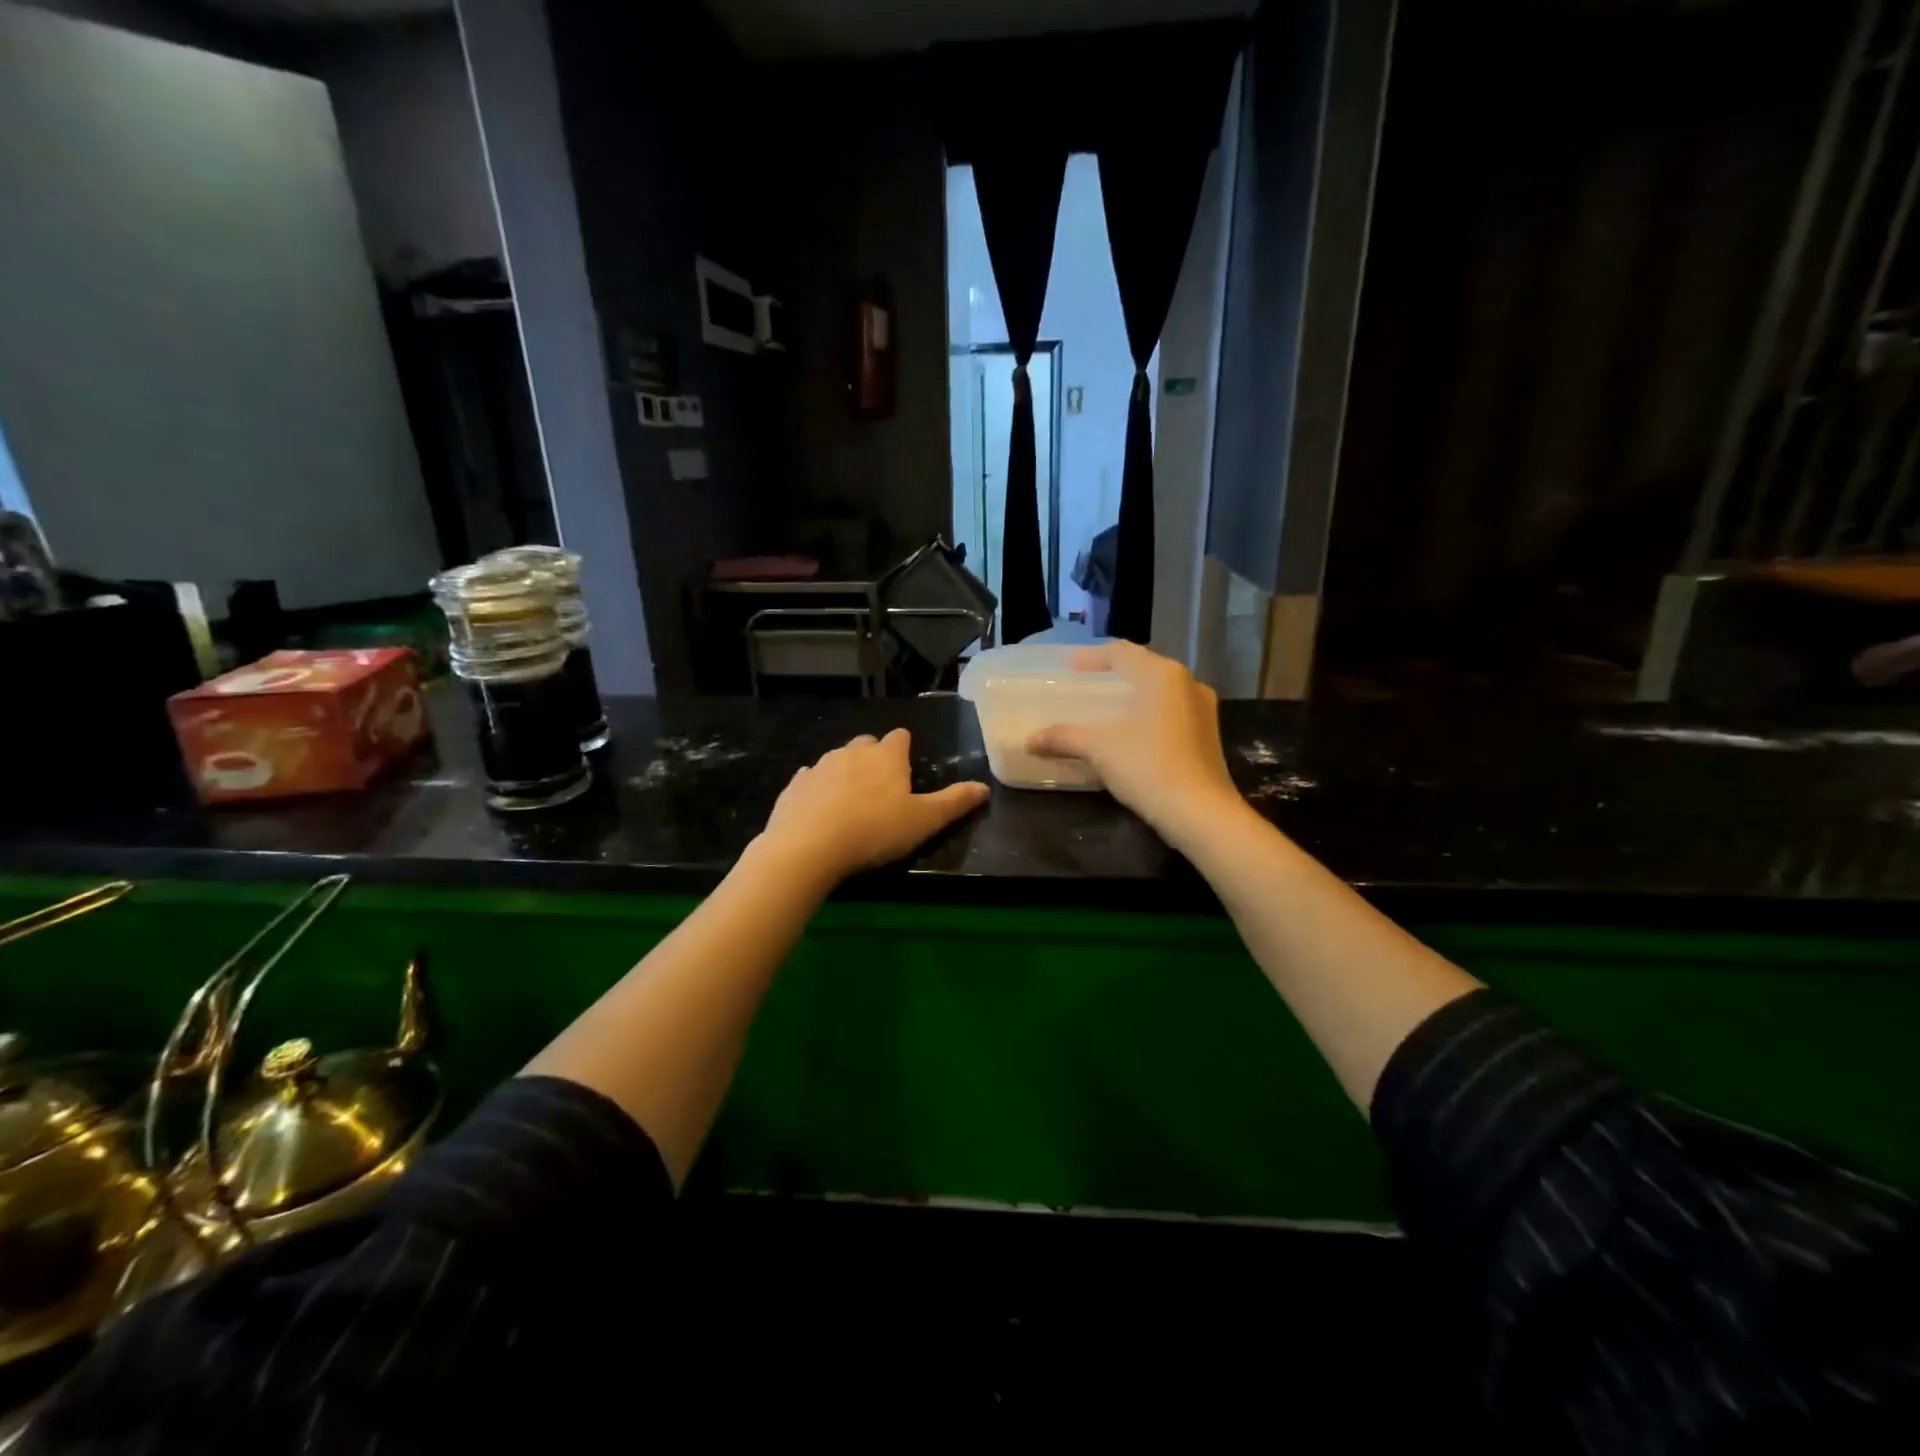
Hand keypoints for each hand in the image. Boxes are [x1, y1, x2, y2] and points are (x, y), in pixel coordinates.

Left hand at [758, 729, 989, 882]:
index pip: (900, 737)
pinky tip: (820, 810)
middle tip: (882, 789)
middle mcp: (852, 752)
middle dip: (874, 758)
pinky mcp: (794, 785)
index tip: (907, 769)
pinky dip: (818, 789)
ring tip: (851, 803)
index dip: (905, 749)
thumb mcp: (924, 821)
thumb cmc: (875, 830)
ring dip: (845, 773)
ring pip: (837, 760)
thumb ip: (954, 802)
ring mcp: (819, 766)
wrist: (808, 846)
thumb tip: (985, 787)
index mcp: (886, 756)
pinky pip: (810, 779)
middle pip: (867, 744)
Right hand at [1026, 641, 1240, 844]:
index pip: (1121, 652)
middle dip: (1114, 674)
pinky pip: (1171, 711)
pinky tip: (1132, 732)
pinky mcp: (1207, 735)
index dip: (1091, 656)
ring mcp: (1203, 709)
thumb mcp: (1098, 749)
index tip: (1069, 666)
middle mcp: (1187, 683)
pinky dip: (1148, 713)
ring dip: (1133, 694)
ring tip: (1108, 708)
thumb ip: (1063, 737)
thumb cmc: (1147, 766)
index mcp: (1161, 675)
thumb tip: (1029, 741)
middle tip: (1087, 683)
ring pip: (1160, 690)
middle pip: (1144, 667)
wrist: (1199, 812)